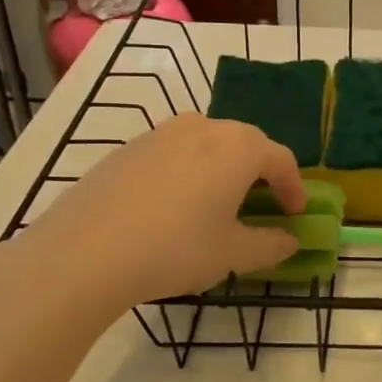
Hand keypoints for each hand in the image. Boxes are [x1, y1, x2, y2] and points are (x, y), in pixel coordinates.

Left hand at [0, 114, 304, 314]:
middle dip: (259, 174)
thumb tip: (289, 240)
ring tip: (216, 206)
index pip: (280, 159)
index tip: (295, 213)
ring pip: (206, 146)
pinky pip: (173, 154)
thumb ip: (270, 244)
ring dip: (221, 170)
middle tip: (261, 206)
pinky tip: (173, 208)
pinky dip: (187, 174)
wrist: (85, 252)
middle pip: (244, 144)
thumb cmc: (175, 248)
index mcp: (238, 146)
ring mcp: (161, 133)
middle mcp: (203, 127)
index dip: (294, 187)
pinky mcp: (128, 148)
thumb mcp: (232, 253)